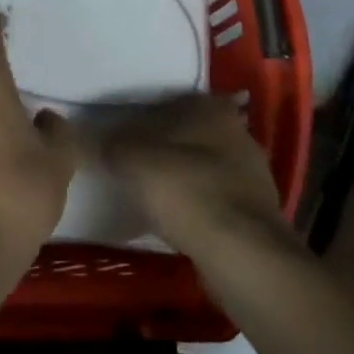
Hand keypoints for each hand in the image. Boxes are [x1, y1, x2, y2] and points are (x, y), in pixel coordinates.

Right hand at [99, 94, 292, 258]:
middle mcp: (237, 132)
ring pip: (204, 167)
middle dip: (164, 148)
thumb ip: (111, 144)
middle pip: (189, 134)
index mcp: (211, 108)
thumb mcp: (131, 159)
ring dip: (181, 179)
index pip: (171, 101)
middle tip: (132, 165)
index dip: (144, 117)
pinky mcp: (256, 211)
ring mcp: (252, 173)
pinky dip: (196, 207)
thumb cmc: (185, 190)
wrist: (240, 253)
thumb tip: (97, 140)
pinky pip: (215, 200)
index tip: (123, 136)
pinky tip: (176, 222)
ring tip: (149, 197)